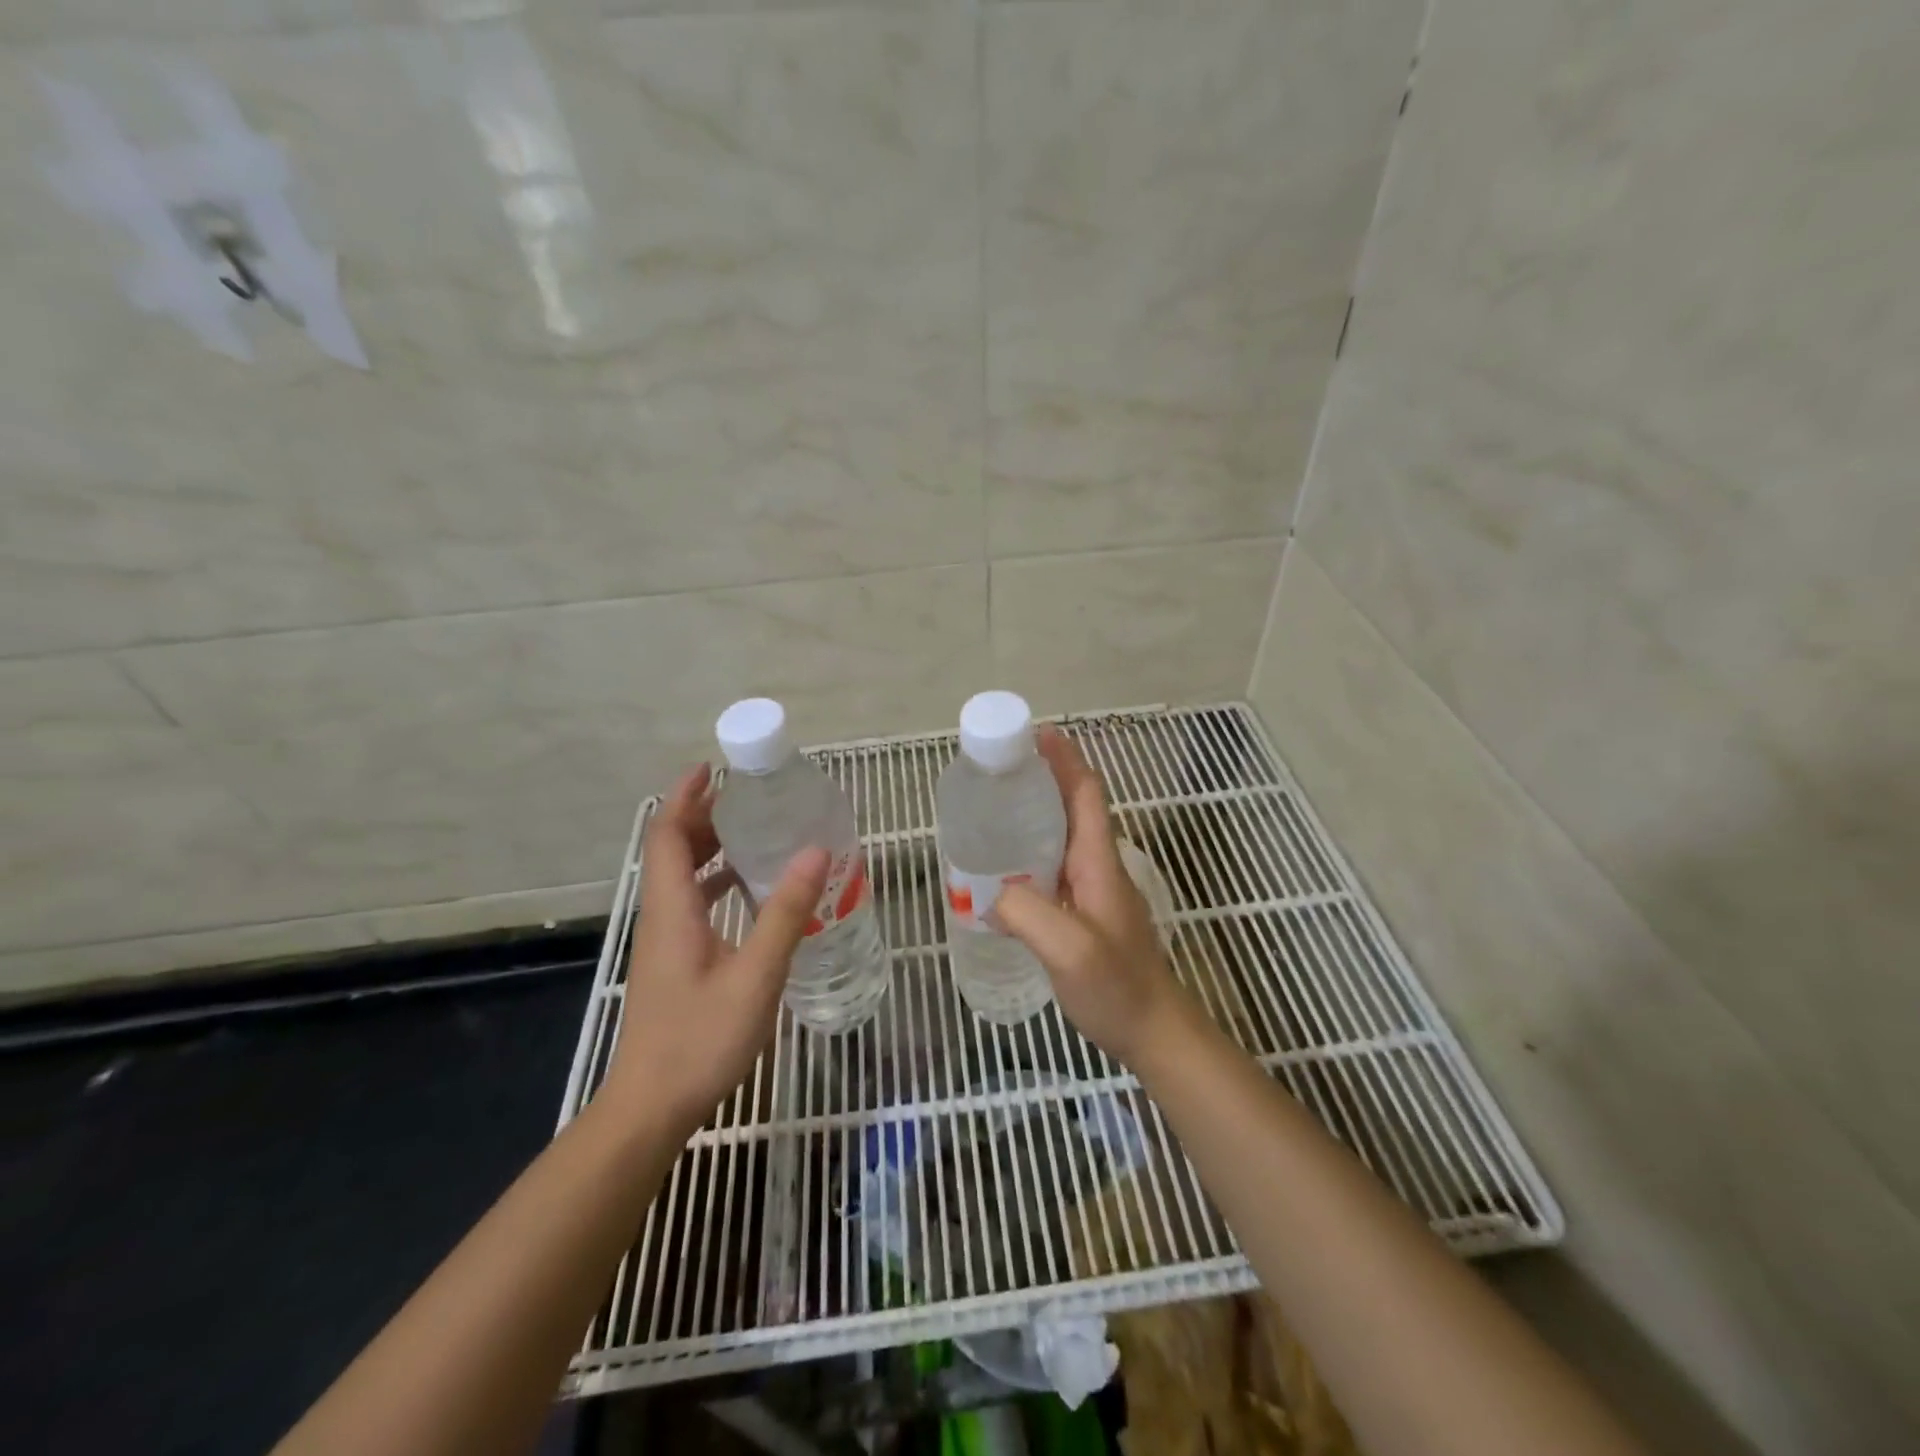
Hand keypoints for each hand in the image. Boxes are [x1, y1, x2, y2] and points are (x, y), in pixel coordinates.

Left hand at [603, 763, 828, 1135]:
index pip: (668, 835)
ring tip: (757, 833)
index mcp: (672, 909)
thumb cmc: (700, 1039)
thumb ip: (785, 913)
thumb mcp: (755, 974)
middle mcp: (662, 916)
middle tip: (750, 797)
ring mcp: (666, 941)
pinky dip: (717, 883)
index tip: (713, 768)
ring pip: (682, 877)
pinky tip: (752, 893)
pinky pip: (693, 903)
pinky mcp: (674, 962)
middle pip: (673, 849)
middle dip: (704, 815)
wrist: (651, 1107)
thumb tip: (816, 851)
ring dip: (711, 848)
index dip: (686, 797)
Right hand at [993, 726, 1190, 1065]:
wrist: (1154, 1031)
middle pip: (1074, 806)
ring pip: (1063, 834)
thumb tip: (987, 893)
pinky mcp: (1085, 910)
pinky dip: (1031, 850)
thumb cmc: (1118, 987)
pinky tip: (1003, 869)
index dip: (1064, 759)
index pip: (1086, 793)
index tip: (1034, 735)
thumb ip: (1027, 913)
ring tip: (992, 810)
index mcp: (1098, 861)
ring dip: (1036, 812)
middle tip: (996, 771)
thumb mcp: (1069, 950)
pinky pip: (1055, 866)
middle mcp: (1098, 865)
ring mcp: (1094, 888)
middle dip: (1042, 778)